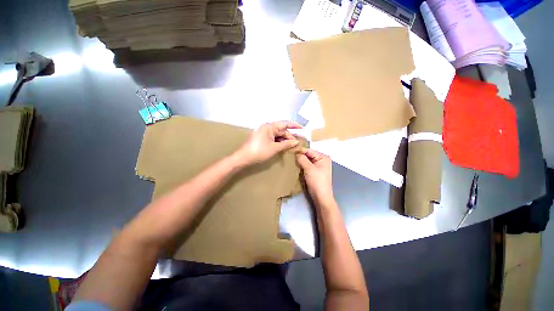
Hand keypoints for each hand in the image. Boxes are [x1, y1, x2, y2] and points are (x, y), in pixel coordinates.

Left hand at [236, 121, 301, 165]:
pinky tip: (284, 147)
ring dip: (285, 140)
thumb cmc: (259, 151)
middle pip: (282, 130)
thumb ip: (286, 144)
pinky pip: (274, 138)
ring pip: (278, 135)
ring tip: (292, 146)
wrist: (244, 158)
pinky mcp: (263, 138)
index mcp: (270, 127)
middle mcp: (267, 128)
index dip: (294, 126)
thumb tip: (296, 142)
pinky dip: (279, 142)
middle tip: (297, 143)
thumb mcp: (274, 148)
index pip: (285, 124)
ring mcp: (264, 133)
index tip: (302, 128)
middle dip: (290, 136)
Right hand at [295, 148, 333, 203]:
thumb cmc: (317, 182)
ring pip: (307, 160)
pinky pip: (307, 166)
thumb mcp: (309, 169)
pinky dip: (302, 166)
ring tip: (290, 160)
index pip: (309, 151)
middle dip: (300, 156)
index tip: (290, 150)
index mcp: (323, 157)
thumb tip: (296, 153)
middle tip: (289, 155)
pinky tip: (295, 166)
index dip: (300, 150)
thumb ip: (302, 159)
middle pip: (308, 155)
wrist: (321, 197)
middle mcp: (322, 160)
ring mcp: (318, 166)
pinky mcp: (314, 172)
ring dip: (300, 161)